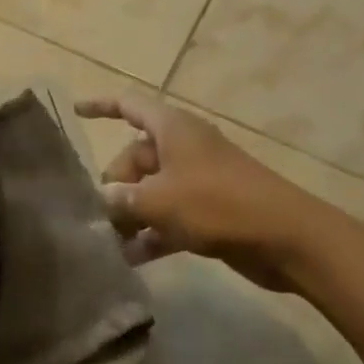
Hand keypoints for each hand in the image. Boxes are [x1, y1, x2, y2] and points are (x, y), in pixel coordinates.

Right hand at [75, 97, 325, 290]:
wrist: (287, 239)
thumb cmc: (218, 203)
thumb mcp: (159, 200)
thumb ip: (122, 198)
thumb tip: (100, 199)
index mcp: (171, 128)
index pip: (128, 105)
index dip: (101, 106)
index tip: (76, 111)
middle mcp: (183, 147)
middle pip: (136, 157)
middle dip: (114, 184)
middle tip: (97, 215)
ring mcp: (198, 180)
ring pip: (152, 189)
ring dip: (131, 213)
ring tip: (108, 242)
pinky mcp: (210, 211)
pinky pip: (170, 215)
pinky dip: (152, 232)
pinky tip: (131, 259)